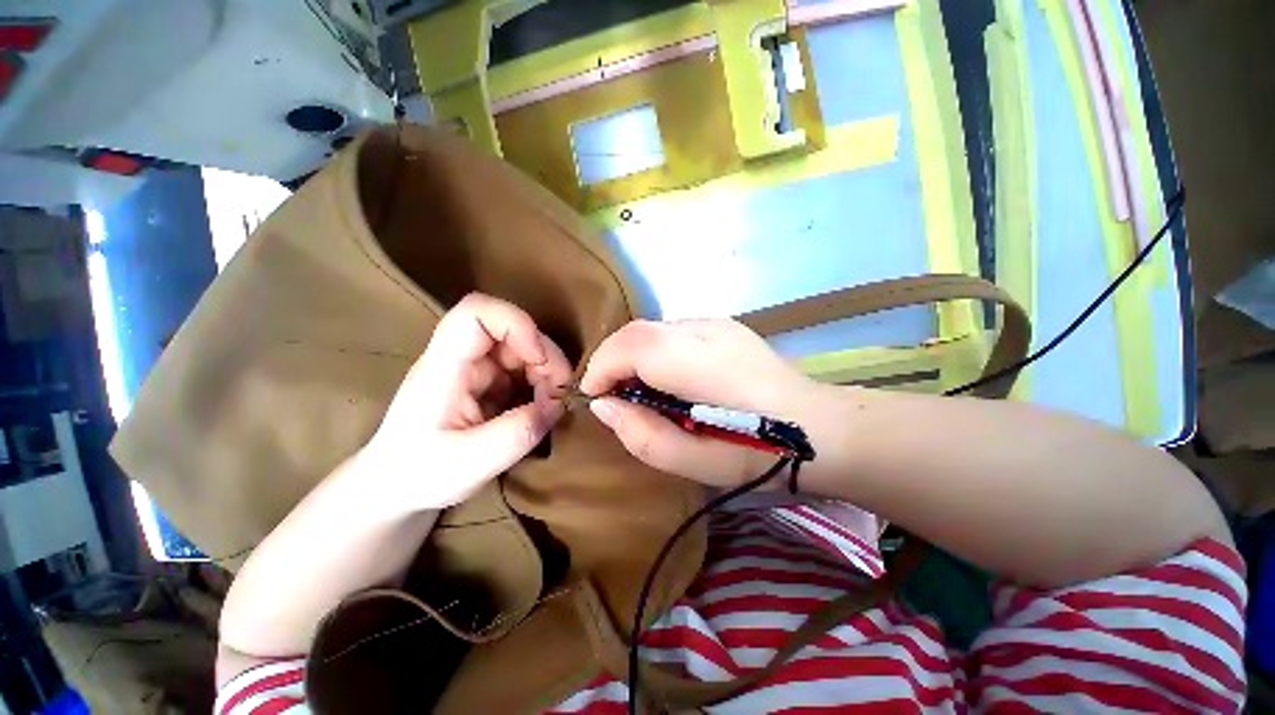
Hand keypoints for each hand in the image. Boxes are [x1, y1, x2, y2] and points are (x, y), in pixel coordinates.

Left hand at [366, 293, 571, 509]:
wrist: (394, 487)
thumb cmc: (418, 474)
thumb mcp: (470, 463)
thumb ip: (518, 434)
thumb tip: (558, 406)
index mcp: (444, 367)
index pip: (476, 313)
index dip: (517, 324)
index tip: (540, 360)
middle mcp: (461, 359)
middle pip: (512, 330)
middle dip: (545, 357)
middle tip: (559, 395)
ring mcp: (476, 369)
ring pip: (523, 349)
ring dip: (547, 372)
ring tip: (552, 406)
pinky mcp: (488, 383)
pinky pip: (524, 370)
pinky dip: (542, 385)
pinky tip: (543, 408)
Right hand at [579, 319, 824, 487]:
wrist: (823, 428)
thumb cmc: (762, 454)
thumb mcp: (696, 463)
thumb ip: (643, 435)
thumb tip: (603, 407)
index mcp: (701, 363)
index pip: (632, 344)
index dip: (601, 366)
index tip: (593, 397)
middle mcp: (706, 330)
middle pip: (638, 330)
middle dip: (612, 360)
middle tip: (612, 397)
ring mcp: (717, 323)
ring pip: (653, 329)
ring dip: (633, 356)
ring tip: (640, 391)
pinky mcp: (724, 326)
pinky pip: (672, 332)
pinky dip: (655, 352)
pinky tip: (670, 380)